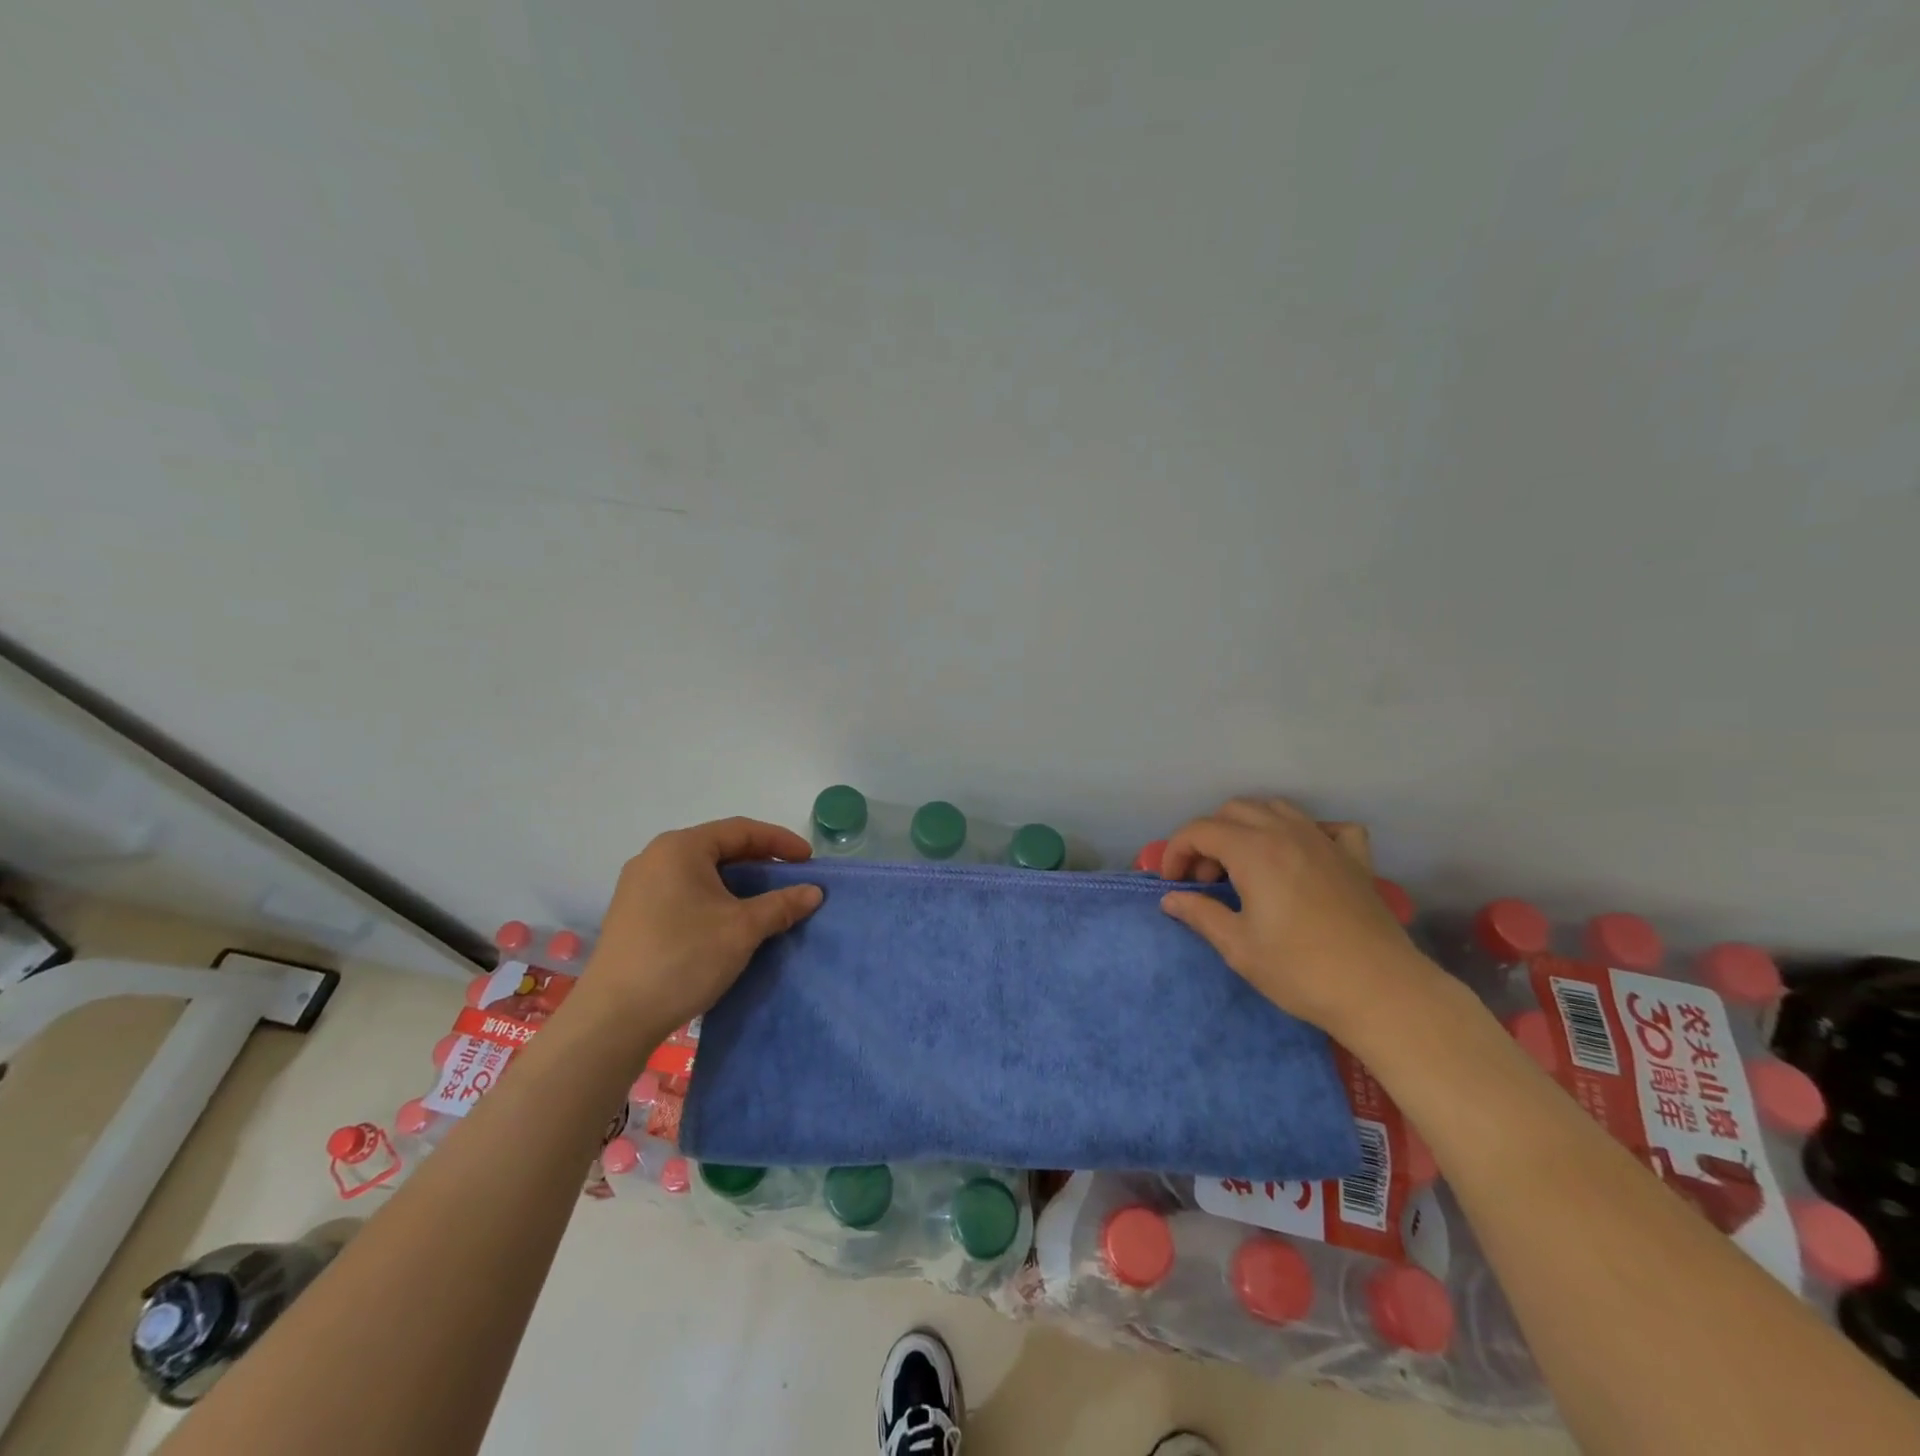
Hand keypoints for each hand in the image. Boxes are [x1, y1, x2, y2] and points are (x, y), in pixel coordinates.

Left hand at [570, 817, 822, 1048]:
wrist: (613, 1018)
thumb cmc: (682, 958)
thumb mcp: (742, 929)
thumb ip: (781, 905)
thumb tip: (814, 892)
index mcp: (680, 848)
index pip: (741, 830)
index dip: (780, 841)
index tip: (809, 861)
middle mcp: (655, 858)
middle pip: (719, 848)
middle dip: (759, 863)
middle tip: (790, 880)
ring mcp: (639, 887)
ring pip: (701, 873)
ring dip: (737, 884)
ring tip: (765, 903)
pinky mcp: (633, 915)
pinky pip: (683, 893)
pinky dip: (713, 900)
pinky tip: (729, 923)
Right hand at [1158, 797, 1439, 1038]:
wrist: (1382, 992)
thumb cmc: (1301, 970)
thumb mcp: (1238, 947)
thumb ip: (1200, 914)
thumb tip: (1171, 899)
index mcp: (1254, 851)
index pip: (1200, 830)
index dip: (1176, 851)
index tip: (1173, 883)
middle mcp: (1288, 833)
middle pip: (1234, 810)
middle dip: (1209, 837)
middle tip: (1206, 879)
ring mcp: (1325, 841)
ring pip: (1276, 808)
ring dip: (1249, 827)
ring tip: (1244, 865)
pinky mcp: (1355, 858)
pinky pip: (1327, 826)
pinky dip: (1305, 832)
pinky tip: (1300, 857)